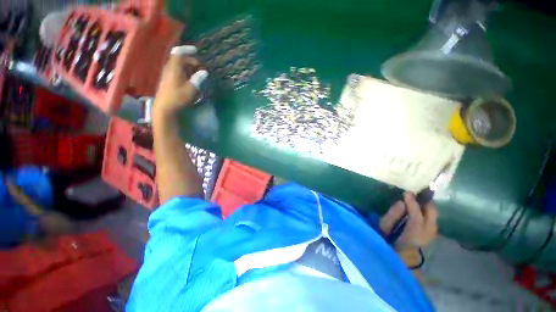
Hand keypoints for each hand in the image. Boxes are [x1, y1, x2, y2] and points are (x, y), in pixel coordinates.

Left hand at [153, 45, 207, 116]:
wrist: (165, 108)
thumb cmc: (178, 98)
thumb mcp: (191, 90)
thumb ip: (198, 80)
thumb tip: (205, 72)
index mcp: (174, 68)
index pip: (178, 53)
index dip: (187, 49)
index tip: (197, 51)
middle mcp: (170, 68)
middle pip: (180, 59)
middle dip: (192, 61)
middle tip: (202, 68)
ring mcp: (169, 74)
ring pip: (180, 65)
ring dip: (190, 67)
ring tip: (199, 74)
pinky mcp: (170, 80)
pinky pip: (179, 71)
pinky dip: (187, 72)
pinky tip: (192, 79)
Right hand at [380, 192, 437, 249]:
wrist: (396, 260)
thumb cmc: (386, 243)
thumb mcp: (383, 230)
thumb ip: (391, 217)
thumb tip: (401, 203)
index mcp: (412, 237)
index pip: (416, 218)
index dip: (413, 204)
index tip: (407, 193)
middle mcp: (425, 238)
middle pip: (432, 218)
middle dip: (426, 204)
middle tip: (417, 194)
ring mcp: (430, 239)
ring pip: (434, 220)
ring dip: (428, 209)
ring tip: (419, 200)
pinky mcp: (430, 239)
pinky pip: (432, 223)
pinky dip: (428, 215)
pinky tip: (422, 211)